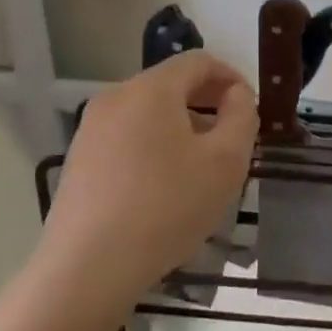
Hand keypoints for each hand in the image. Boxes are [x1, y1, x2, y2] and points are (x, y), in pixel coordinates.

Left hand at [40, 52, 257, 314]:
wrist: (87, 269)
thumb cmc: (167, 207)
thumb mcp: (225, 161)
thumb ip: (242, 117)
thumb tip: (237, 96)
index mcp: (150, 88)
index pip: (199, 61)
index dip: (232, 78)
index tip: (252, 109)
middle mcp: (115, 97)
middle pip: (172, 85)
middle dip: (208, 104)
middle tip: (233, 139)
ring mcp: (91, 129)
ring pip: (149, 113)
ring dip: (183, 127)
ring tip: (202, 166)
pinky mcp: (79, 160)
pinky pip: (128, 137)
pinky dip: (155, 146)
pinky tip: (166, 187)